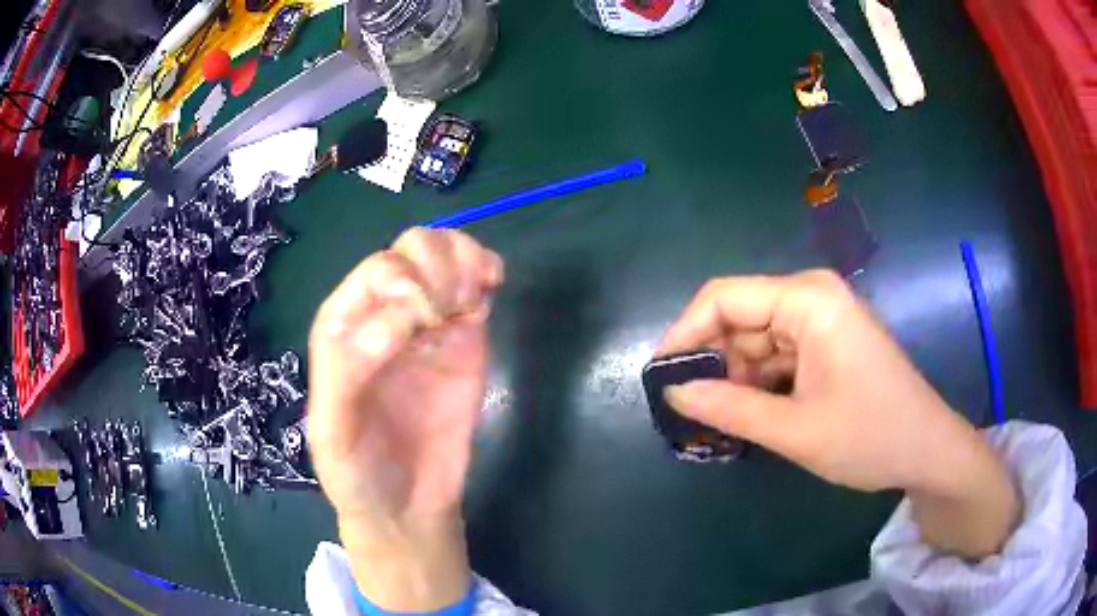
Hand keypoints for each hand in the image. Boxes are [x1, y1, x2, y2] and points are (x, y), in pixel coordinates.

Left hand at [308, 228, 502, 609]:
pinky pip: (473, 283)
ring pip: (443, 256)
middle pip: (411, 251)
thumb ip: (348, 372)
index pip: (376, 272)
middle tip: (447, 313)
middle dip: (435, 269)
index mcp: (343, 327)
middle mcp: (383, 314)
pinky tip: (490, 286)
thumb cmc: (357, 473)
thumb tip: (396, 322)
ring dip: (462, 262)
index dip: (405, 284)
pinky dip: (484, 269)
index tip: (426, 323)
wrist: (407, 507)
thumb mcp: (333, 431)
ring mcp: (427, 324)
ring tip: (469, 302)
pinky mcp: (463, 338)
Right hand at [660, 270, 1018, 557]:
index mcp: (808, 299)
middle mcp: (813, 296)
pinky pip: (779, 353)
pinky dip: (761, 383)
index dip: (685, 334)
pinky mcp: (828, 340)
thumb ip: (729, 409)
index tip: (661, 379)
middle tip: (693, 413)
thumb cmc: (870, 436)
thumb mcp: (794, 430)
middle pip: (740, 317)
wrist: (927, 450)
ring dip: (737, 378)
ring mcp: (822, 318)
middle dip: (714, 362)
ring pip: (757, 339)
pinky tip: (755, 415)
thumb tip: (673, 394)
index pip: (724, 297)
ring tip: (725, 423)